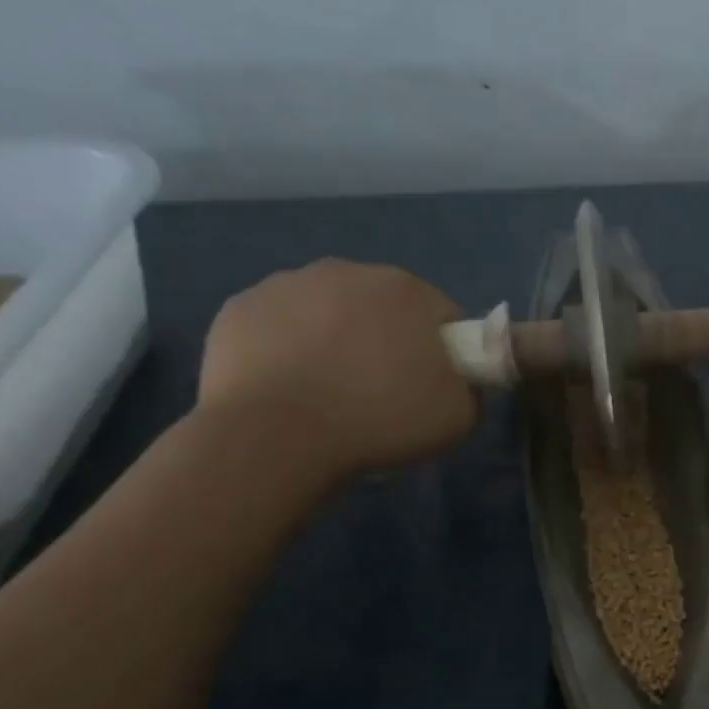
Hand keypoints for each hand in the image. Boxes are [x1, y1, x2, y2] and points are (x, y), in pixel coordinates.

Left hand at [197, 259, 476, 482]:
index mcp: (407, 290)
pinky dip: (287, 349)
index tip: (434, 387)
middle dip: (388, 340)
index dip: (446, 353)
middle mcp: (348, 271)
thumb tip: (458, 382)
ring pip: (327, 312)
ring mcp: (285, 284)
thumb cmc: (379, 420)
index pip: (444, 317)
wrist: (276, 437)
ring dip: (336, 341)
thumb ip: (470, 389)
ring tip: (329, 393)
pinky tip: (288, 388)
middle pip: (383, 307)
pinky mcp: (238, 308)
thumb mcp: (458, 417)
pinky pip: (279, 327)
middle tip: (382, 392)